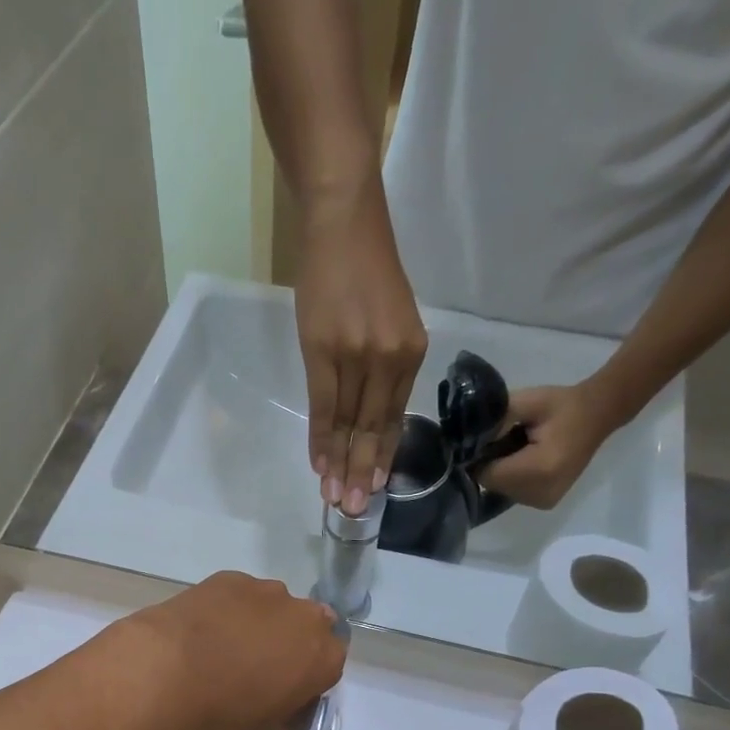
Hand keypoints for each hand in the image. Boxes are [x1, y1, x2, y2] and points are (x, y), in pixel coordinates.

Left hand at [117, 572, 346, 729]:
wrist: (166, 669)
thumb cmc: (223, 712)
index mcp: (323, 657)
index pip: (327, 670)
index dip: (305, 687)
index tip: (280, 702)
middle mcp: (304, 615)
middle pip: (304, 633)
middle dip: (286, 650)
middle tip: (252, 676)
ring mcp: (265, 590)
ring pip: (271, 611)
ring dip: (257, 628)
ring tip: (220, 653)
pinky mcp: (229, 578)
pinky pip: (236, 598)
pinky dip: (226, 613)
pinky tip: (201, 634)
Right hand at [295, 179, 427, 515]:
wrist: (344, 220)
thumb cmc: (364, 265)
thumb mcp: (387, 318)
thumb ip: (382, 364)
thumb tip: (363, 409)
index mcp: (410, 351)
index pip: (393, 416)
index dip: (380, 455)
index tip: (373, 487)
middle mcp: (390, 358)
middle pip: (374, 427)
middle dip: (362, 471)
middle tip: (355, 509)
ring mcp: (359, 355)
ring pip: (350, 424)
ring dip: (340, 465)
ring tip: (336, 499)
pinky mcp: (327, 350)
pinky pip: (326, 406)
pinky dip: (322, 438)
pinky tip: (319, 464)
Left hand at [476, 381, 623, 509]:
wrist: (599, 414)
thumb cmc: (562, 405)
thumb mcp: (528, 401)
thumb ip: (496, 419)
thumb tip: (469, 438)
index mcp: (538, 469)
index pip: (486, 474)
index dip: (479, 456)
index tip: (488, 438)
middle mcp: (540, 493)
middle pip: (492, 484)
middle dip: (491, 463)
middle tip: (506, 440)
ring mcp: (544, 501)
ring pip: (500, 490)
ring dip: (501, 472)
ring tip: (518, 449)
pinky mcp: (546, 503)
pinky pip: (513, 492)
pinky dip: (512, 478)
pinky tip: (525, 460)